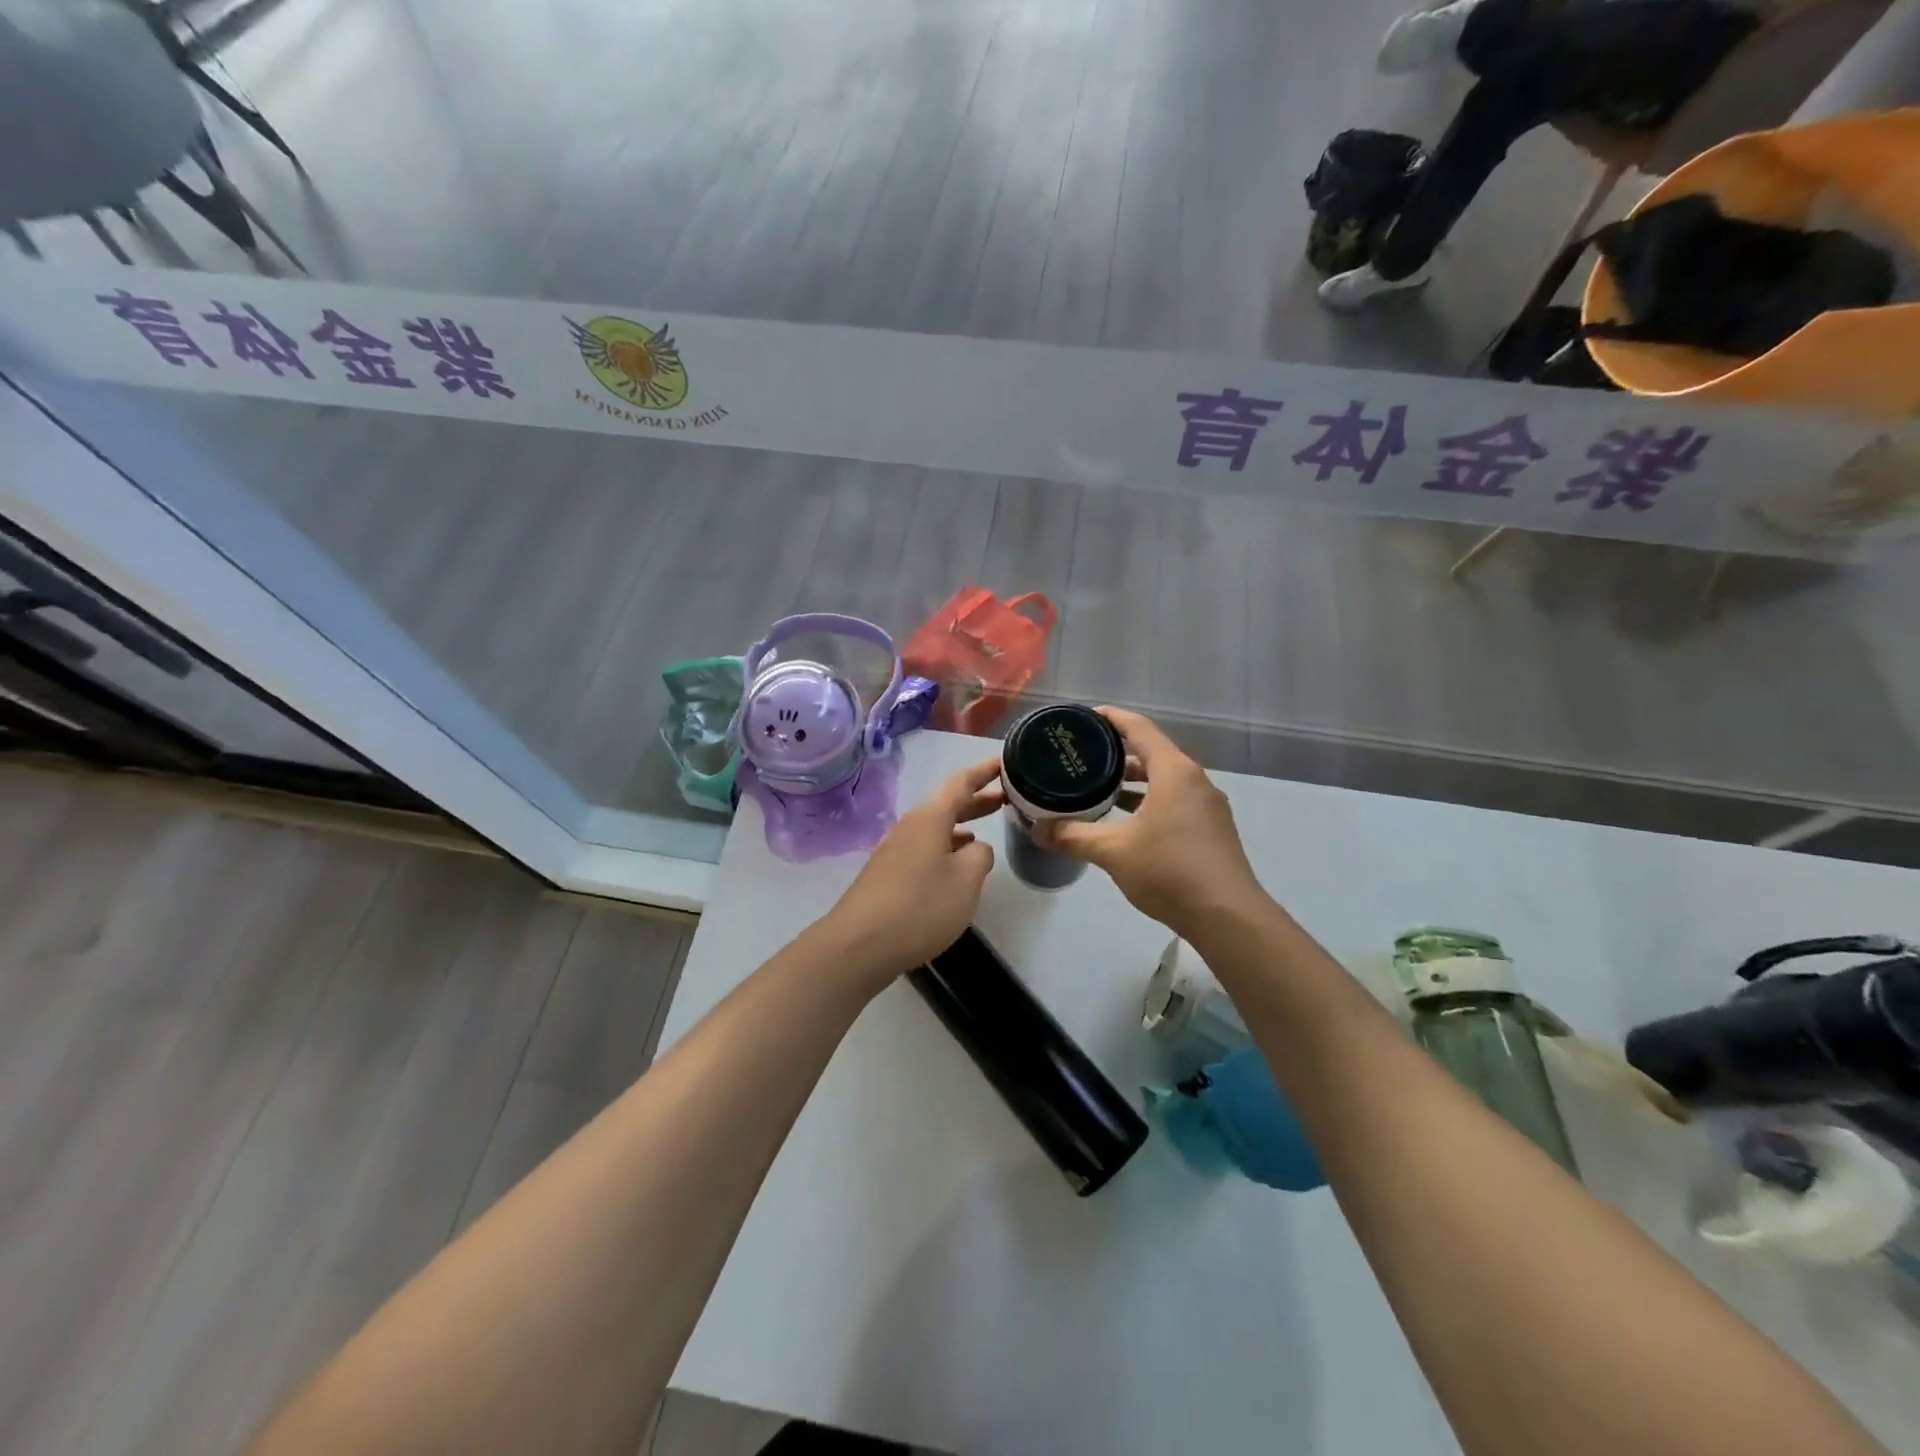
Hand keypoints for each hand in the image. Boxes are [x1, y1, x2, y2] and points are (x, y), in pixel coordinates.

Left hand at [818, 758, 1003, 986]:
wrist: (860, 944)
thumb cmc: (920, 905)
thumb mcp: (966, 880)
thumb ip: (980, 856)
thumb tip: (975, 848)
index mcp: (930, 818)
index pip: (961, 783)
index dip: (983, 772)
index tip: (1004, 762)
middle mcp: (910, 827)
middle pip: (946, 804)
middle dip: (975, 799)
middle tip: (1005, 797)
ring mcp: (895, 851)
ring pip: (935, 828)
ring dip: (961, 825)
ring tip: (984, 830)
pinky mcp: (888, 876)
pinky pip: (924, 849)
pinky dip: (946, 847)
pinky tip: (954, 864)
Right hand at [1035, 708, 1265, 936]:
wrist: (1227, 917)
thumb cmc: (1169, 871)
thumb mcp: (1113, 851)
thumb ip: (1073, 836)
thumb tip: (1037, 830)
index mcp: (1174, 771)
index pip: (1139, 728)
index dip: (1111, 718)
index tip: (1083, 718)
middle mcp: (1194, 780)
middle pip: (1152, 752)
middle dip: (1116, 752)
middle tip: (1082, 756)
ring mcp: (1207, 806)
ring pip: (1164, 779)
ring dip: (1132, 780)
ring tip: (1097, 786)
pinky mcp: (1210, 830)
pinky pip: (1174, 800)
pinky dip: (1147, 800)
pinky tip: (1125, 820)